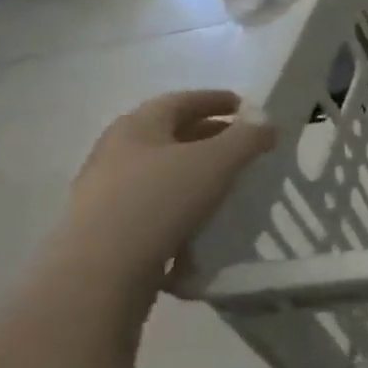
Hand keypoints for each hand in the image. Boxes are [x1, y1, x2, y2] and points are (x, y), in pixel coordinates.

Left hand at [59, 90, 276, 287]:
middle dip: (209, 134)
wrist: (103, 268)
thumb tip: (265, 122)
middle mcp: (116, 149)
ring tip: (227, 180)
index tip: (246, 107)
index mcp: (138, 126)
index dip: (216, 100)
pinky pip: (154, 198)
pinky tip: (202, 212)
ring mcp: (106, 187)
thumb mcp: (217, 161)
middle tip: (243, 144)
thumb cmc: (162, 200)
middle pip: (170, 133)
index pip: (181, 101)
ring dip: (194, 167)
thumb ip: (247, 137)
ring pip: (161, 167)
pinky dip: (181, 196)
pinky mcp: (108, 222)